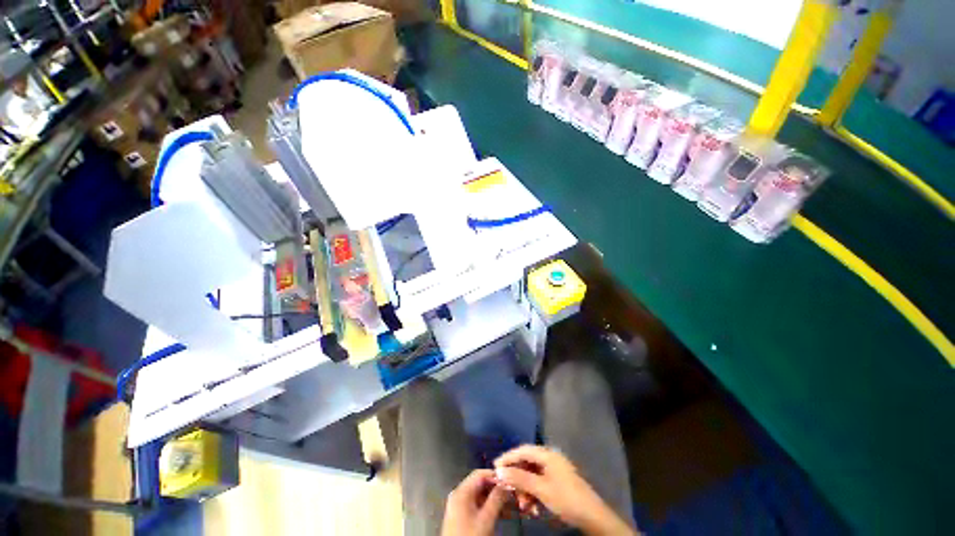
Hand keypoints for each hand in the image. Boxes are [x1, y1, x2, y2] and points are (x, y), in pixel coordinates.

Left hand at [441, 469, 508, 535]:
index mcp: (461, 492)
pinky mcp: (463, 518)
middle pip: (481, 485)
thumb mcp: (486, 518)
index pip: (480, 474)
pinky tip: (504, 514)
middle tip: (513, 494)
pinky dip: (491, 509)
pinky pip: (479, 507)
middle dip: (497, 489)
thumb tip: (506, 483)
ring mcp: (461, 507)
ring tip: (512, 506)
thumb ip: (497, 498)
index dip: (495, 475)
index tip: (509, 480)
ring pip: (482, 497)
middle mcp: (460, 495)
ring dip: (497, 500)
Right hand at [494, 445, 636, 535]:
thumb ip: (519, 478)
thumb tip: (500, 471)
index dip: (508, 457)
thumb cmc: (566, 498)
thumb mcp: (540, 489)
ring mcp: (556, 470)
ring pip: (533, 476)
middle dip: (517, 478)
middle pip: (527, 463)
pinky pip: (540, 484)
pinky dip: (534, 494)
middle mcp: (550, 458)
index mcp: (547, 454)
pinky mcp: (559, 482)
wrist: (593, 516)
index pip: (523, 450)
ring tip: (523, 506)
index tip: (495, 467)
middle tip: (509, 492)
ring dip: (525, 490)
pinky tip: (533, 508)